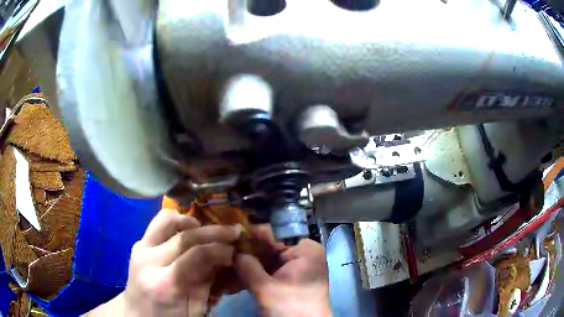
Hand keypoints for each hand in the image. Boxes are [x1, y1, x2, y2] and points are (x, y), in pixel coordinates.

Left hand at [119, 209, 240, 315]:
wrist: (137, 316)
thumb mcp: (195, 309)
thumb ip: (209, 283)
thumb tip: (228, 258)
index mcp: (165, 284)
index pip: (197, 255)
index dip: (221, 249)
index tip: (236, 249)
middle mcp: (148, 260)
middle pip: (185, 235)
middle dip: (213, 231)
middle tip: (233, 232)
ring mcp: (140, 249)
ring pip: (166, 219)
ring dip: (190, 221)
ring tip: (206, 230)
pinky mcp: (138, 244)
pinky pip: (158, 224)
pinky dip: (176, 223)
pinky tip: (187, 233)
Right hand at [235, 239, 331, 316]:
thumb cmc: (291, 308)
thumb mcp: (265, 288)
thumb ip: (247, 266)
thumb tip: (230, 249)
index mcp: (306, 250)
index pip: (275, 233)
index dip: (251, 234)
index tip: (230, 236)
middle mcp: (304, 255)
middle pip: (271, 246)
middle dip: (249, 251)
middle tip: (225, 250)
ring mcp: (298, 268)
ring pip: (269, 259)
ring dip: (250, 263)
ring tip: (228, 261)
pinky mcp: (292, 280)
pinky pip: (272, 270)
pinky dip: (257, 273)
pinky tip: (239, 274)